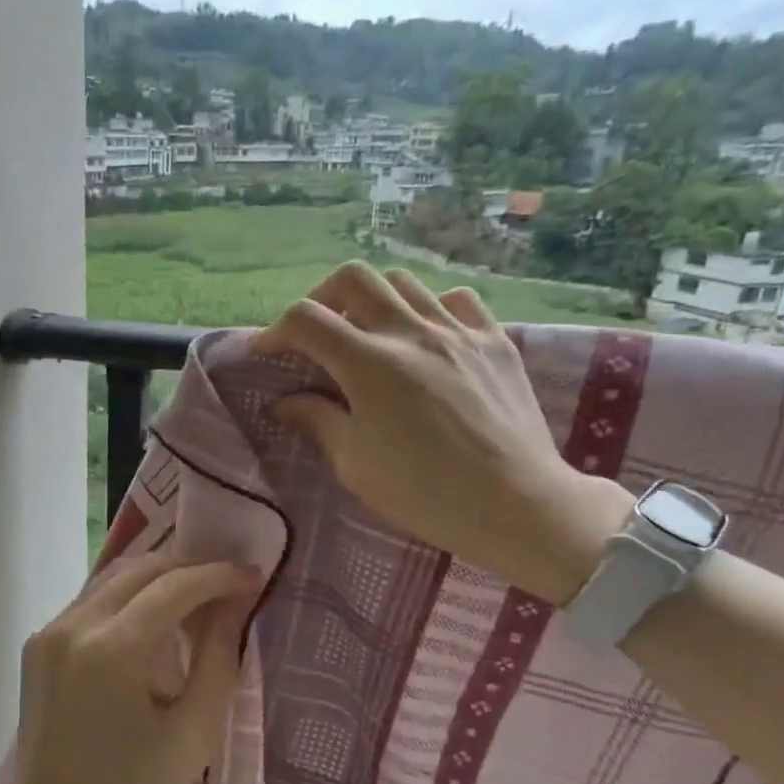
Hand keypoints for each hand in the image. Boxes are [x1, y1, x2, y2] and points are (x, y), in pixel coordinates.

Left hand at [3, 552, 262, 783]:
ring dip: (158, 578)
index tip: (252, 576)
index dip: (217, 575)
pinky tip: (153, 619)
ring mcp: (50, 629)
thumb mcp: (193, 734)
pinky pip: (92, 600)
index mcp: (113, 649)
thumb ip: (218, 659)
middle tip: (228, 584)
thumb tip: (232, 604)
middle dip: (189, 568)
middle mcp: (75, 625)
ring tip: (196, 597)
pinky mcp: (39, 640)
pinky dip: (129, 597)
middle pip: (141, 570)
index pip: (174, 586)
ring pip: (114, 578)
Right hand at [253, 262, 631, 604]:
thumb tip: (286, 402)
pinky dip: (427, 308)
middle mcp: (411, 333)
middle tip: (314, 332)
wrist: (517, 505)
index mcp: (369, 365)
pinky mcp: (494, 340)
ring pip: (403, 282)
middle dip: (320, 297)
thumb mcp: (355, 464)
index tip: (266, 351)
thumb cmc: (425, 493)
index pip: (307, 319)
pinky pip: (454, 300)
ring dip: (371, 300)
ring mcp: (458, 331)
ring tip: (366, 334)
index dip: (276, 329)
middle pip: (353, 278)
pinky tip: (424, 337)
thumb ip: (318, 421)